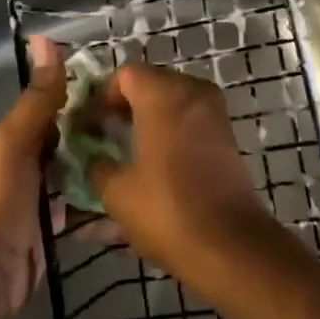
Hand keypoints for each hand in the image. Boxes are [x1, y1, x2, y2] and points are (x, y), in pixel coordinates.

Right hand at [89, 63, 274, 274]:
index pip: (125, 74)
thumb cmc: (167, 209)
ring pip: (173, 100)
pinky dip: (172, 130)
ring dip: (150, 117)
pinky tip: (158, 161)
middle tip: (106, 136)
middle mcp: (191, 91)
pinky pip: (191, 118)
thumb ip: (98, 167)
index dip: (102, 98)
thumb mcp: (117, 192)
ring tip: (130, 151)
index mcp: (161, 94)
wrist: (230, 244)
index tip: (89, 127)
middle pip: (151, 82)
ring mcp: (214, 111)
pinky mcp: (227, 134)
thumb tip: (93, 158)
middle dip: (126, 105)